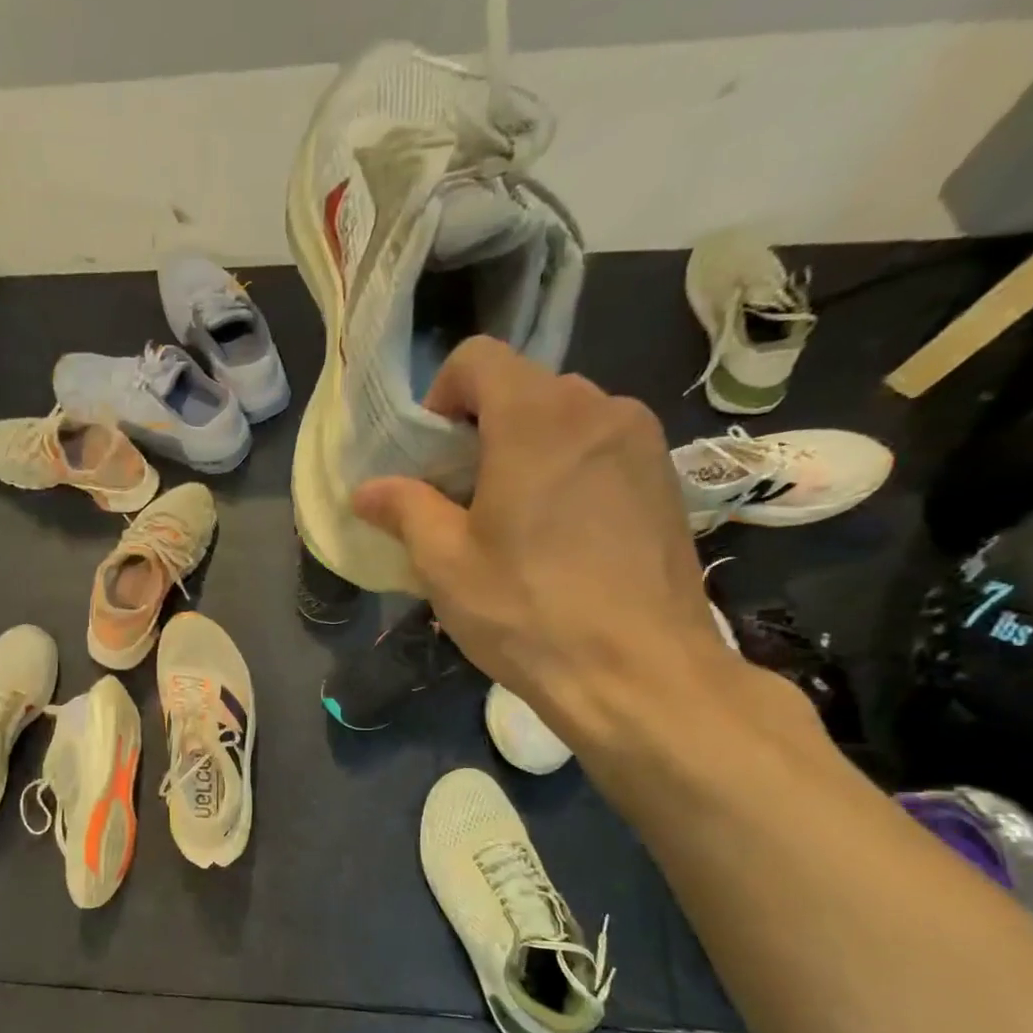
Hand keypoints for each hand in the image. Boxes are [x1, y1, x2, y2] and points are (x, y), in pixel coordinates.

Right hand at [352, 337, 732, 751]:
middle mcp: (599, 409)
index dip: (441, 397)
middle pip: (524, 389)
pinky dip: (567, 473)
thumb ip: (404, 510)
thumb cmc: (527, 611)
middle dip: (482, 430)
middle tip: (461, 497)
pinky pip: (601, 451)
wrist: (639, 673)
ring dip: (526, 452)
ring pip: (566, 421)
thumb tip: (367, 491)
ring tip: (510, 522)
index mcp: (537, 418)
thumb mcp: (445, 563)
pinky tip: (559, 539)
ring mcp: (642, 443)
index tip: (432, 458)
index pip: (479, 359)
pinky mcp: (666, 481)